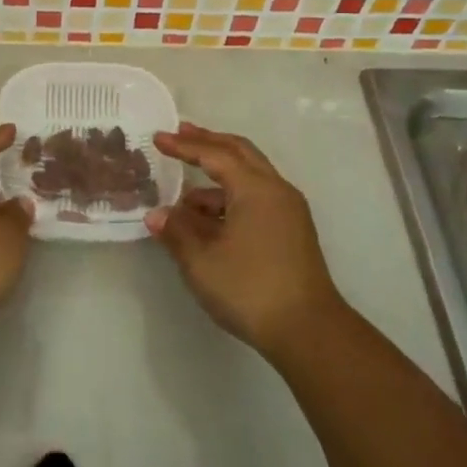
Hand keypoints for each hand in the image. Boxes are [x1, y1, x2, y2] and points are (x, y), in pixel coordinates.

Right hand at [147, 123, 340, 360]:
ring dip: (217, 178)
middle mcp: (276, 190)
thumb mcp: (202, 261)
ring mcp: (288, 210)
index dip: (184, 146)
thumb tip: (157, 215)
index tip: (158, 138)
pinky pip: (256, 198)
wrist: (309, 332)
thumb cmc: (250, 289)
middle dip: (208, 142)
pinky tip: (208, 221)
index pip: (215, 154)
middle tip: (179, 134)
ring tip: (183, 198)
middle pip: (239, 152)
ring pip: (249, 177)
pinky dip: (230, 199)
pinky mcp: (292, 231)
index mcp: (255, 188)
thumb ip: (176, 232)